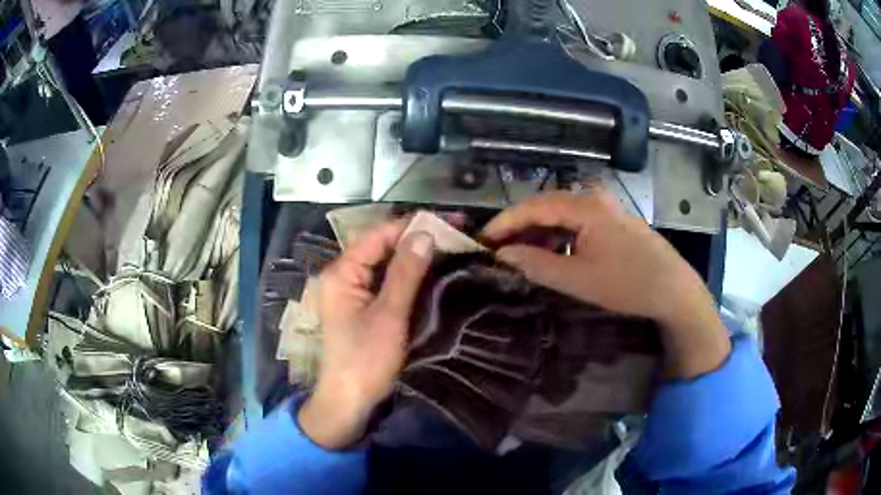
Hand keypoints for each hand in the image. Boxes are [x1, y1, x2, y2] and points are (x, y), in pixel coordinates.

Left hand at [299, 221, 433, 448]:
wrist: (349, 402)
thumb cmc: (366, 360)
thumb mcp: (389, 315)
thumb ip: (405, 272)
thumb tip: (425, 232)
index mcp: (341, 273)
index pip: (378, 235)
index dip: (413, 225)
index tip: (449, 220)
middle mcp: (342, 276)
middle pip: (381, 246)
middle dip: (416, 237)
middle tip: (455, 232)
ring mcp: (351, 292)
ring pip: (385, 263)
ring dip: (414, 254)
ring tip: (449, 245)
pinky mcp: (361, 306)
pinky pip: (385, 281)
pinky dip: (407, 273)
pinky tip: (430, 269)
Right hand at [482, 190, 729, 378]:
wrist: (674, 291)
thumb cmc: (627, 284)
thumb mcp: (577, 278)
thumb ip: (537, 264)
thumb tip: (503, 254)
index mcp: (585, 206)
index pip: (534, 206)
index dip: (505, 222)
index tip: (483, 239)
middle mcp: (595, 200)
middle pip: (548, 208)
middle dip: (521, 228)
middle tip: (499, 250)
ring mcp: (608, 211)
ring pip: (563, 217)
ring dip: (541, 235)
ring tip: (522, 257)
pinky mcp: (615, 225)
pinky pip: (579, 225)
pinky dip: (561, 239)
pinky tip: (554, 256)